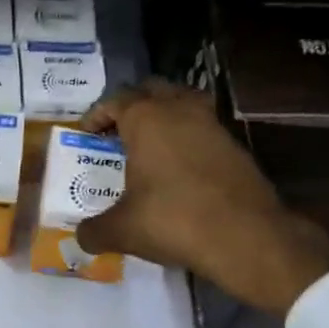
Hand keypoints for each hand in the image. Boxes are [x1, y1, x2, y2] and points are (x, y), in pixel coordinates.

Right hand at [75, 80, 328, 318]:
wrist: (247, 237)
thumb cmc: (174, 221)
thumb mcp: (123, 230)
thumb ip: (94, 230)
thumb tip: (81, 236)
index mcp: (146, 119)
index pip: (115, 100)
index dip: (97, 114)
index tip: (86, 133)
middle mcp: (180, 110)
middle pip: (152, 90)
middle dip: (132, 106)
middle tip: (117, 133)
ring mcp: (213, 125)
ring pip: (183, 104)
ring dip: (164, 116)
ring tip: (150, 146)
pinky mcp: (235, 146)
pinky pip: (203, 129)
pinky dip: (187, 138)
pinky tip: (179, 168)